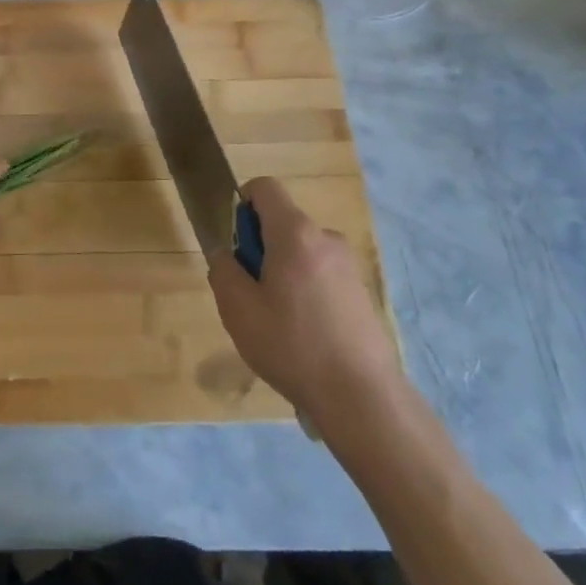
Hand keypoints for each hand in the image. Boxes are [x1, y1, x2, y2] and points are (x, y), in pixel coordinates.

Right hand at [208, 177, 399, 421]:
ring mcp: (348, 265)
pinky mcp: (360, 291)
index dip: (241, 204)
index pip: (265, 188)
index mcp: (295, 233)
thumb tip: (226, 254)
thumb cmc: (292, 346)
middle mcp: (326, 238)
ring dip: (282, 273)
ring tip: (275, 322)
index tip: (235, 245)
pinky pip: (320, 274)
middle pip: (282, 223)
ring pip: (300, 252)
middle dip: (259, 248)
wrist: (362, 397)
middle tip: (250, 295)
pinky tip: (303, 335)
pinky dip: (304, 291)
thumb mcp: (238, 310)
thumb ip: (223, 270)